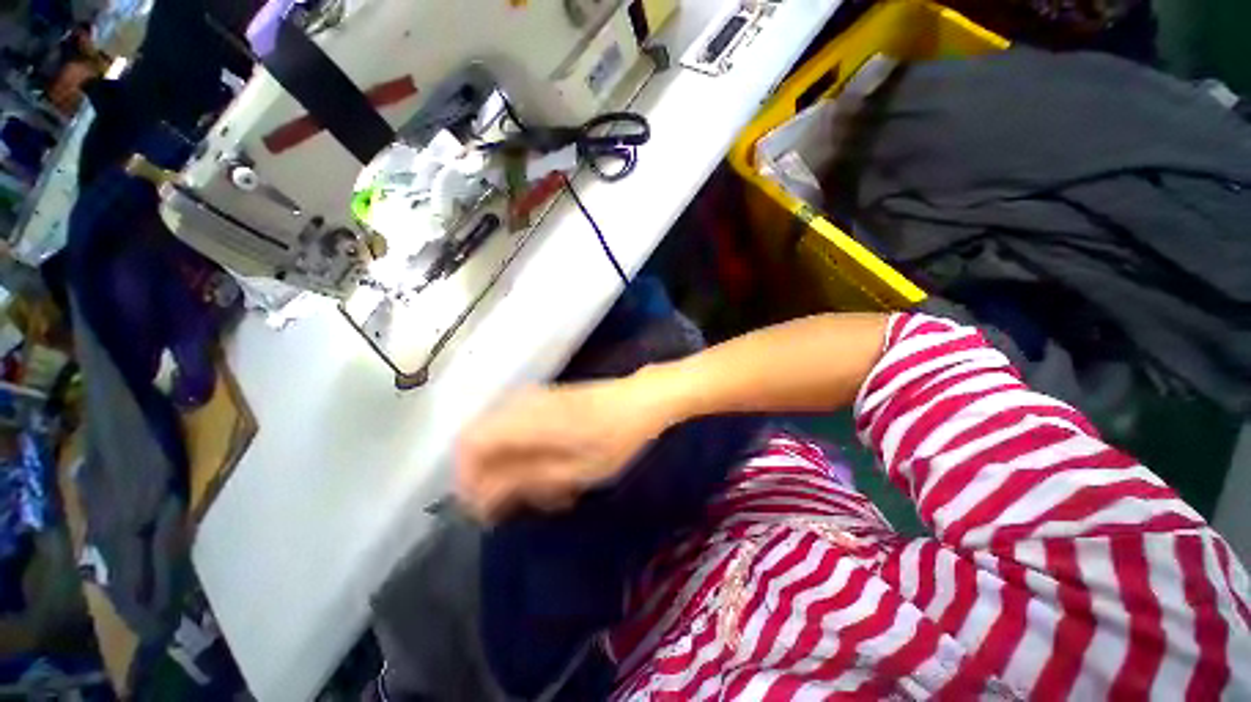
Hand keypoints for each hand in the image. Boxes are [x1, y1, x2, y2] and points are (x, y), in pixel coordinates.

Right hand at [455, 374, 679, 521]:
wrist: (640, 399)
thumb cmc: (615, 437)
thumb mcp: (576, 469)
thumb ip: (526, 479)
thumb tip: (484, 495)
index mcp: (526, 420)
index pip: (469, 445)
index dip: (468, 480)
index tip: (487, 511)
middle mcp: (522, 404)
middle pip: (480, 442)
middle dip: (492, 479)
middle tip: (523, 503)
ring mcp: (533, 399)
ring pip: (500, 439)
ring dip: (514, 469)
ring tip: (548, 491)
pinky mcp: (545, 401)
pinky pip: (519, 430)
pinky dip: (528, 456)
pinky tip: (556, 471)